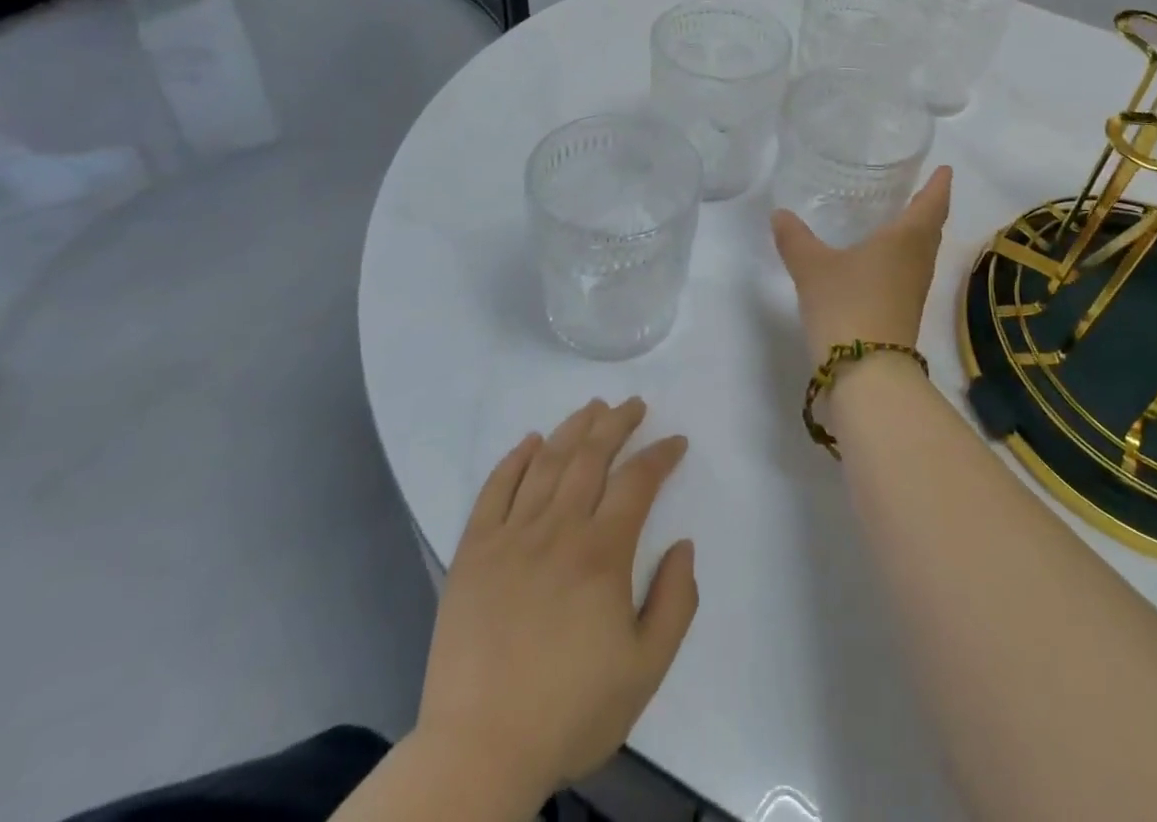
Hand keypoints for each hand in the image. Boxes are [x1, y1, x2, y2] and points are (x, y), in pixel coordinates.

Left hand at [414, 399, 696, 805]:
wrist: (478, 751)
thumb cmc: (570, 711)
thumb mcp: (646, 669)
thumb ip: (676, 601)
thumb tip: (682, 544)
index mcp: (602, 553)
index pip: (638, 481)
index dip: (661, 454)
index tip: (676, 442)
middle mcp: (558, 529)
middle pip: (591, 456)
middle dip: (618, 422)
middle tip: (634, 405)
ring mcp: (511, 536)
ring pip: (547, 462)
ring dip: (573, 428)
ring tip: (593, 407)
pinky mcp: (473, 551)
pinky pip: (495, 489)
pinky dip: (514, 458)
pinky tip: (530, 441)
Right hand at [771, 166, 953, 363]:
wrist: (866, 373)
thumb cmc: (847, 305)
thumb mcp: (813, 267)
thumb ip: (795, 238)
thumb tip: (779, 214)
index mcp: (905, 240)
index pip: (930, 204)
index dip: (938, 185)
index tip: (946, 169)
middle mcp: (917, 261)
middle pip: (931, 228)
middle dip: (930, 206)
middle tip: (922, 188)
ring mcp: (913, 290)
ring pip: (922, 251)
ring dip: (918, 232)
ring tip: (901, 217)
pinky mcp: (904, 312)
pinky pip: (909, 271)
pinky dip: (903, 256)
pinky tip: (881, 259)